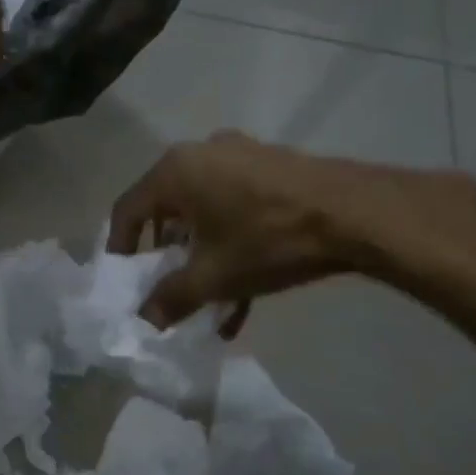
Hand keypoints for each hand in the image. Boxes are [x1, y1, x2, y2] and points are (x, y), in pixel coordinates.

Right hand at [107, 132, 475, 333]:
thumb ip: (171, 298)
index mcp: (175, 171)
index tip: (124, 279)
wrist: (357, 214)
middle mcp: (202, 154)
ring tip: (210, 297)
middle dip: (165, 255)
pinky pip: (237, 205)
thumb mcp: (214, 277)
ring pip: (205, 210)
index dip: (119, 248)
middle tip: (167, 284)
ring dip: (202, 254)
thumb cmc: (268, 239)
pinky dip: (232, 241)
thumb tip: (145, 320)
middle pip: (167, 209)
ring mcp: (241, 156)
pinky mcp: (273, 166)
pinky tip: (247, 290)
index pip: (128, 209)